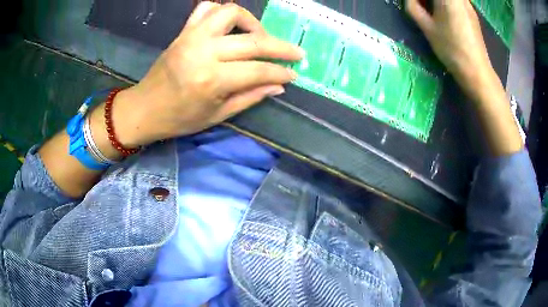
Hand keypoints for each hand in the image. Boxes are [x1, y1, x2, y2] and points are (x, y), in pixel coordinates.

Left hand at [109, 1, 302, 146]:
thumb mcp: (217, 115)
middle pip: (253, 40)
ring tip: (259, 36)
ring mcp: (192, 37)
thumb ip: (250, 97)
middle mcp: (203, 51)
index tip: (294, 74)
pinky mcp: (183, 31)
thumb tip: (278, 86)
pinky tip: (230, 25)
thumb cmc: (178, 119)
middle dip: (281, 47)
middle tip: (297, 52)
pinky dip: (222, 12)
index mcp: (212, 79)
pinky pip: (206, 9)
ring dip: (252, 22)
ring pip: (231, 12)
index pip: (258, 70)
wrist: (143, 109)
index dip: (281, 72)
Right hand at [406, 0, 494, 94]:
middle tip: (421, 7)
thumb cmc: (451, 48)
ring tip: (432, 11)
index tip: (414, 4)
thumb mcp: (427, 27)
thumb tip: (410, 0)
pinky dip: (447, 4)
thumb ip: (413, 7)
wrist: (476, 71)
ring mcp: (467, 4)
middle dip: (427, 0)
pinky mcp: (472, 13)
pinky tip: (444, 15)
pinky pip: (456, 2)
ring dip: (436, 2)